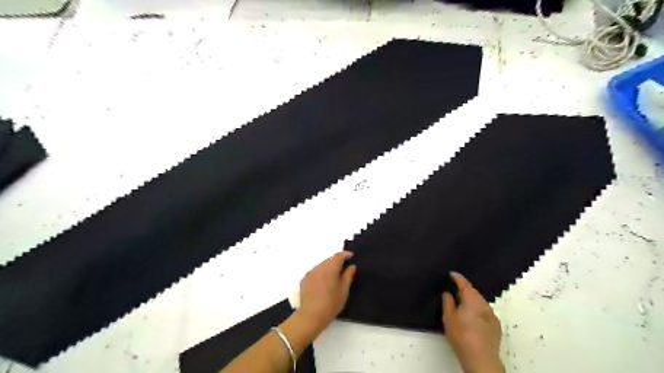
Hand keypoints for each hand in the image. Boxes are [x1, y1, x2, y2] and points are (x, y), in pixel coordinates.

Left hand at [297, 250, 354, 331]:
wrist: (311, 315)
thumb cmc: (331, 303)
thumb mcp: (344, 290)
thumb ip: (348, 275)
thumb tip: (352, 266)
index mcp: (330, 267)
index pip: (338, 255)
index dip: (345, 254)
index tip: (351, 256)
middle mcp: (320, 266)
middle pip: (329, 260)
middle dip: (337, 262)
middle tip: (344, 269)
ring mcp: (311, 273)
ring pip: (322, 266)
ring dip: (328, 268)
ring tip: (334, 278)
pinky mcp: (305, 279)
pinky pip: (315, 272)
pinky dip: (321, 274)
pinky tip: (324, 284)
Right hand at [439, 271, 503, 371]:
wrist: (481, 359)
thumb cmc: (461, 336)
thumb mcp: (448, 318)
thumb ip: (447, 302)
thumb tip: (448, 293)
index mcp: (472, 299)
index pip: (464, 283)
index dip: (457, 277)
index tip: (451, 273)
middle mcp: (484, 304)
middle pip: (473, 292)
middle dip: (464, 290)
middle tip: (453, 292)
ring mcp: (492, 315)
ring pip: (479, 302)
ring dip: (471, 301)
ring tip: (461, 305)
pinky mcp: (496, 325)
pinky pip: (484, 312)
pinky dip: (477, 310)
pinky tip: (472, 318)